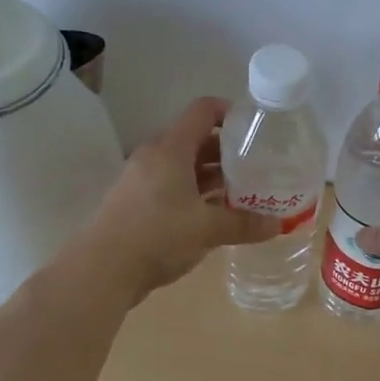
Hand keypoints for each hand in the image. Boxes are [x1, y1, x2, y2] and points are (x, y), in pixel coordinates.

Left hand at [69, 97, 280, 305]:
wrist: (101, 270)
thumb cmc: (157, 236)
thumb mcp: (207, 229)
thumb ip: (244, 224)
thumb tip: (278, 225)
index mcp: (171, 149)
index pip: (203, 111)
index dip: (230, 112)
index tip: (256, 129)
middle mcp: (154, 157)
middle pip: (196, 140)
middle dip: (228, 152)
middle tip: (257, 166)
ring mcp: (142, 181)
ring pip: (184, 167)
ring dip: (212, 177)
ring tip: (243, 192)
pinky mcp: (136, 204)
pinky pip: (172, 188)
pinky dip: (195, 195)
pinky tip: (215, 215)